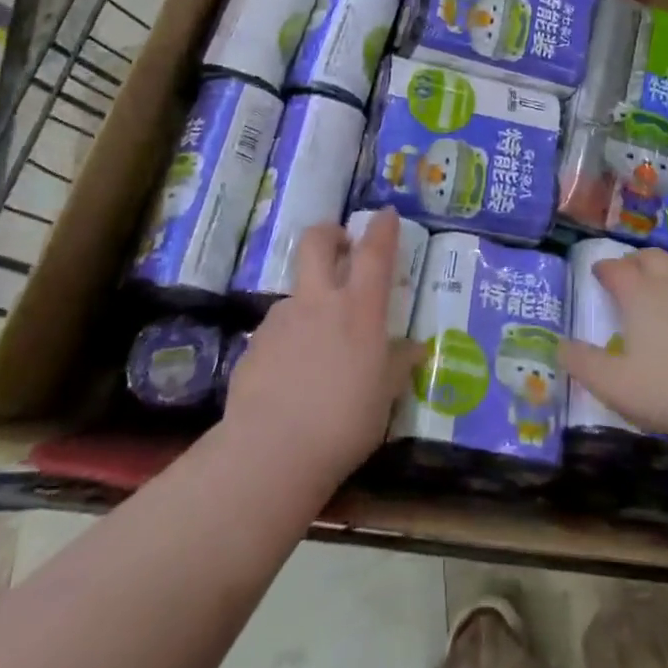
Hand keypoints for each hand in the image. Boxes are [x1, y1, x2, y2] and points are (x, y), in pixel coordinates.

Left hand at [224, 209, 419, 486]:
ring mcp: (280, 321)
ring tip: (319, 344)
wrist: (270, 452)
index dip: (382, 228)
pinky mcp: (253, 346)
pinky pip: (277, 332)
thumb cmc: (343, 421)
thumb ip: (398, 365)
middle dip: (330, 234)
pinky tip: (292, 376)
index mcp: (358, 308)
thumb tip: (414, 349)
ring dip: (310, 302)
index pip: (374, 251)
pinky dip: (289, 341)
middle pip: (316, 242)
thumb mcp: (385, 396)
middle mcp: (318, 301)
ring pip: (296, 292)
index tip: (385, 215)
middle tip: (341, 247)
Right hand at [560, 248, 667, 449]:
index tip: (596, 273)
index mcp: (641, 295)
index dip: (604, 268)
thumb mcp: (614, 385)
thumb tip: (560, 345)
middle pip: (651, 257)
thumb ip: (583, 364)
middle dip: (634, 261)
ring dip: (663, 273)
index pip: (617, 268)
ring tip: (655, 291)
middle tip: (625, 275)